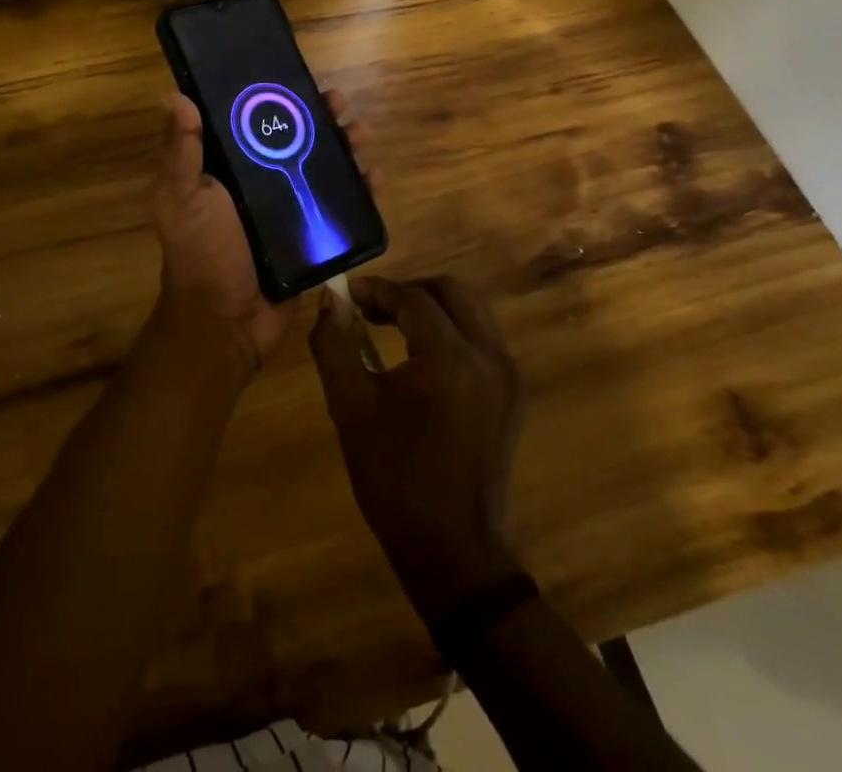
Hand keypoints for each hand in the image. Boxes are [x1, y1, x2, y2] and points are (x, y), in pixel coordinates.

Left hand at [151, 89, 372, 379]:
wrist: (226, 323)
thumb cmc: (201, 253)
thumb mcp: (181, 197)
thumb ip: (181, 151)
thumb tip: (173, 95)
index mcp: (227, 168)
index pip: (254, 121)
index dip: (277, 98)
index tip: (297, 79)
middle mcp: (260, 183)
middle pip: (297, 139)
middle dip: (321, 118)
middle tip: (341, 104)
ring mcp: (290, 210)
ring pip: (324, 168)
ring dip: (347, 147)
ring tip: (362, 134)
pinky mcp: (313, 236)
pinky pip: (342, 207)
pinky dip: (362, 191)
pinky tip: (375, 178)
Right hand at [310, 275, 525, 622]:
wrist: (452, 550)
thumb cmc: (395, 480)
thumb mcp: (350, 409)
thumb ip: (334, 345)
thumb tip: (328, 302)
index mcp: (450, 360)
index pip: (412, 299)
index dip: (376, 290)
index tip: (346, 294)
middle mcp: (489, 356)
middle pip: (453, 291)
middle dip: (410, 290)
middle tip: (373, 307)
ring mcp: (507, 375)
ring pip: (472, 311)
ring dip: (432, 307)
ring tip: (392, 326)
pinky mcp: (512, 393)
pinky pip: (481, 338)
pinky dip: (451, 330)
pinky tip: (420, 356)